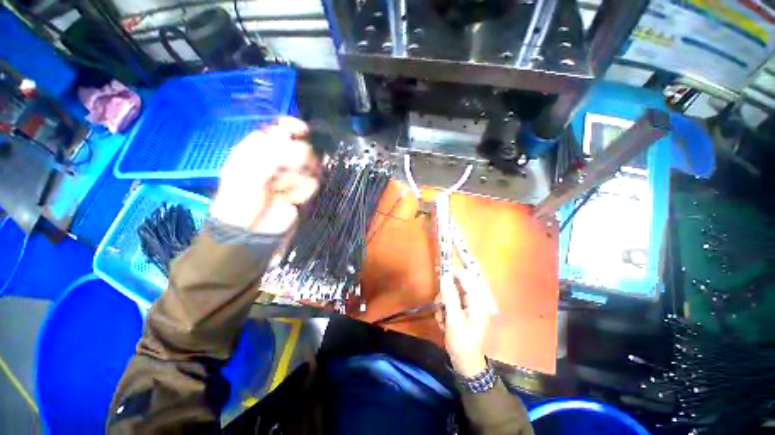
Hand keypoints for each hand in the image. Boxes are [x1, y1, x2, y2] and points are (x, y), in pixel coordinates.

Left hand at [210, 117, 319, 233]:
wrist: (253, 234)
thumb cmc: (241, 202)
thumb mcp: (247, 175)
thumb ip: (268, 154)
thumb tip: (291, 137)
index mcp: (258, 150)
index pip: (280, 129)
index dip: (292, 127)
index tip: (303, 131)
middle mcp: (277, 159)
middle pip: (301, 146)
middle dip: (297, 160)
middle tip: (284, 174)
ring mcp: (293, 175)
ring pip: (311, 166)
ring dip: (299, 179)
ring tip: (284, 191)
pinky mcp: (303, 190)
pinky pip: (313, 183)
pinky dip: (304, 191)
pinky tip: (292, 199)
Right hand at [436, 269, 490, 376]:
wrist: (464, 363)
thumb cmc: (462, 342)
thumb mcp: (454, 319)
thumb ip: (449, 296)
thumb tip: (445, 277)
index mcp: (478, 302)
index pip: (468, 279)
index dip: (456, 273)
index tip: (441, 270)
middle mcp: (474, 303)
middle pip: (458, 287)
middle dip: (446, 294)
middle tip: (439, 302)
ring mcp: (468, 308)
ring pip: (452, 295)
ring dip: (443, 304)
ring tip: (441, 317)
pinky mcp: (461, 313)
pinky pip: (450, 304)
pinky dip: (444, 310)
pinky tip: (442, 322)